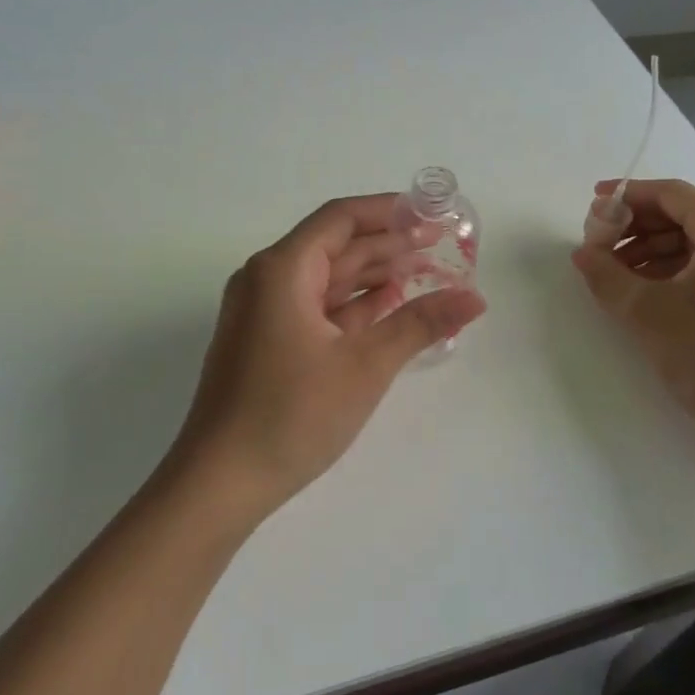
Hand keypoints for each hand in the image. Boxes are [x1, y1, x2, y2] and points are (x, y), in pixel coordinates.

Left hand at [172, 194, 486, 518]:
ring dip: (372, 274)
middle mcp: (266, 280)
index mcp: (281, 269)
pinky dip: (351, 305)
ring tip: (424, 273)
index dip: (388, 211)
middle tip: (440, 245)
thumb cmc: (292, 414)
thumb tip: (475, 299)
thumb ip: (420, 324)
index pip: (340, 219)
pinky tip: (387, 307)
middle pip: (334, 246)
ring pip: (325, 279)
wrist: (219, 483)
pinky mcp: (264, 343)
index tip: (431, 213)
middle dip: (387, 244)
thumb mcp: (365, 366)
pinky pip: (314, 308)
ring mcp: (262, 313)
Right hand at [570, 178, 694, 438]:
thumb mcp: (644, 310)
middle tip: (600, 244)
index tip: (593, 205)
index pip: (671, 194)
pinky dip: (675, 269)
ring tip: (616, 273)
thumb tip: (583, 253)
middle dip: (637, 226)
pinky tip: (646, 291)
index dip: (628, 195)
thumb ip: (606, 274)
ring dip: (652, 250)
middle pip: (685, 215)